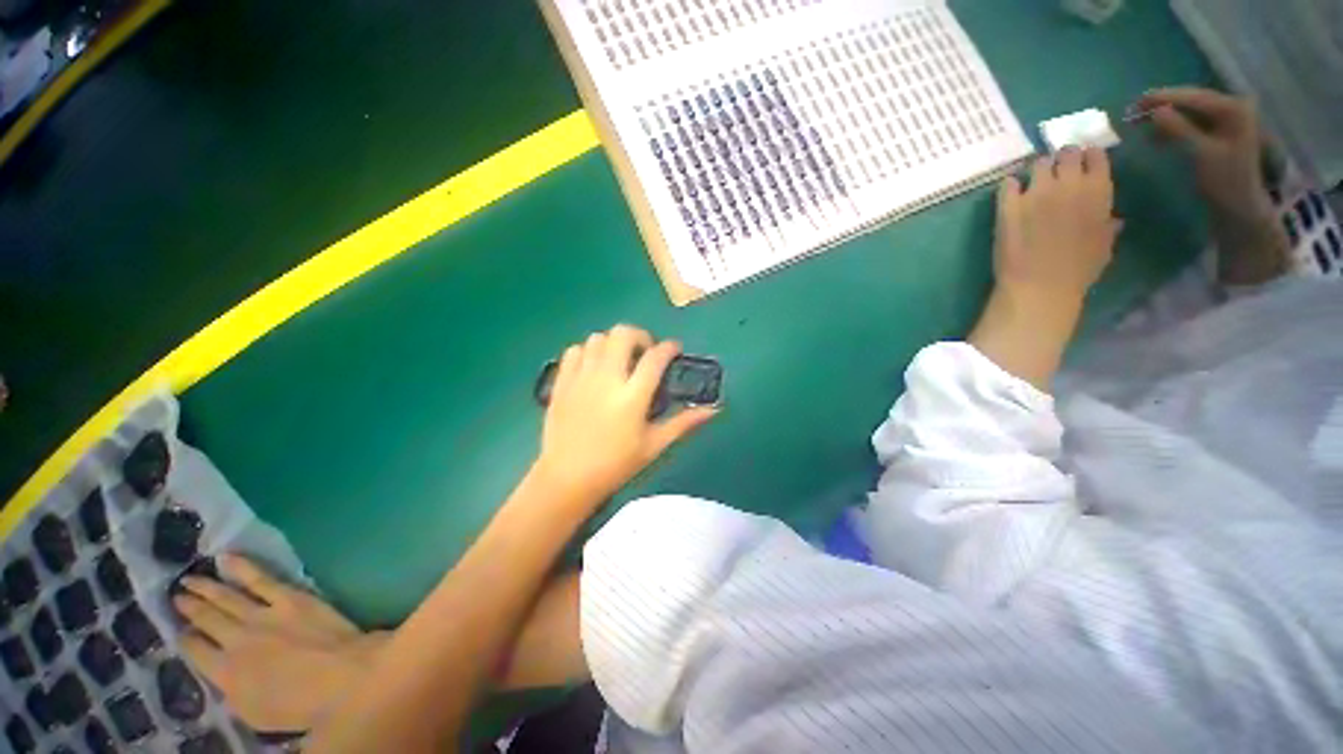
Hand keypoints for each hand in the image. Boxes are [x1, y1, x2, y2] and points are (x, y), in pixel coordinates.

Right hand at [176, 555, 381, 731]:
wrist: (345, 676)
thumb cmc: (303, 706)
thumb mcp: (255, 714)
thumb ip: (233, 694)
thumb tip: (223, 679)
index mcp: (225, 674)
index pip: (195, 652)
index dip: (185, 640)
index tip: (179, 632)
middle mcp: (235, 640)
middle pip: (206, 620)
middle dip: (189, 607)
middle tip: (176, 596)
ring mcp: (263, 615)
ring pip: (225, 597)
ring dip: (206, 587)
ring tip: (189, 578)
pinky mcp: (291, 598)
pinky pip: (261, 579)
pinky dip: (242, 567)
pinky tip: (227, 558)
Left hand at [533, 325, 716, 502]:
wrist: (566, 478)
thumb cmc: (615, 465)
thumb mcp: (654, 445)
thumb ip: (683, 423)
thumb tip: (713, 410)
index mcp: (632, 397)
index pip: (655, 357)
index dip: (669, 347)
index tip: (675, 349)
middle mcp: (606, 379)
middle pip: (623, 334)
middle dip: (640, 336)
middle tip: (645, 353)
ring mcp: (581, 377)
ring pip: (598, 337)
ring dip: (614, 342)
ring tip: (620, 360)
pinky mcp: (562, 381)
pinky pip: (574, 350)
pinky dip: (588, 351)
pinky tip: (594, 367)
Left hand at [994, 147, 1120, 303]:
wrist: (1039, 284)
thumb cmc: (1079, 270)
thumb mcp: (1105, 245)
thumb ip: (1107, 225)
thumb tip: (1112, 219)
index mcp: (1099, 190)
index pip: (1095, 155)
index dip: (1087, 158)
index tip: (1082, 164)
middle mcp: (1068, 183)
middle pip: (1065, 153)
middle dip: (1062, 159)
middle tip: (1057, 172)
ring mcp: (1036, 192)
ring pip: (1037, 164)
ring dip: (1037, 171)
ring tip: (1034, 184)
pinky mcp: (1008, 205)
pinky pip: (1007, 183)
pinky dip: (1010, 185)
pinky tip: (1012, 193)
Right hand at [1136, 87, 1270, 217]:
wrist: (1241, 206)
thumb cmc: (1224, 181)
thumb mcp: (1200, 154)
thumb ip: (1179, 130)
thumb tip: (1155, 111)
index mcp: (1233, 109)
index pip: (1193, 97)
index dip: (1164, 97)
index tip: (1136, 102)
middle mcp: (1233, 107)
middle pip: (1193, 100)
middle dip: (1164, 105)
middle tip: (1135, 111)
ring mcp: (1228, 119)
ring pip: (1191, 111)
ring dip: (1167, 116)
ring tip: (1142, 123)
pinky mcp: (1221, 132)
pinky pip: (1194, 122)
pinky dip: (1174, 126)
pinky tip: (1158, 133)